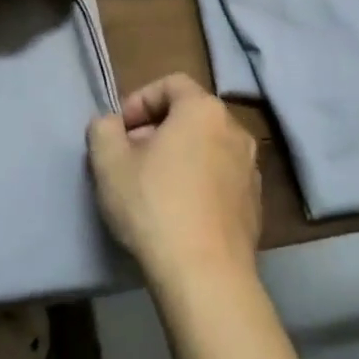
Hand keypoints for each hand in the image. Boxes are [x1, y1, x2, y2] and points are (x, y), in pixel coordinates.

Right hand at [86, 73, 261, 290]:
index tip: (118, 132)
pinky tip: (178, 213)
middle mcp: (235, 131)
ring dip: (178, 158)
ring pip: (206, 149)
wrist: (204, 274)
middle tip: (129, 159)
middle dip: (156, 130)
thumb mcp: (108, 161)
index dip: (138, 100)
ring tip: (152, 188)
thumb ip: (103, 129)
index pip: (170, 83)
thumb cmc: (153, 206)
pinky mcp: (255, 204)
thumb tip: (111, 125)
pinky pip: (220, 179)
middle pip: (190, 116)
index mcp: (204, 110)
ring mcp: (251, 169)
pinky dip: (198, 184)